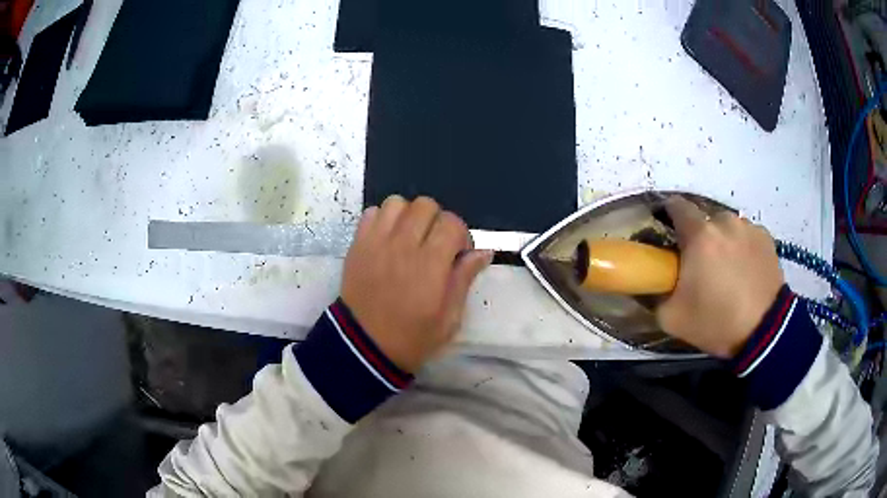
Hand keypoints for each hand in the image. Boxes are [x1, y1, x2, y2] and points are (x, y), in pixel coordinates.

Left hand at [341, 196, 492, 372]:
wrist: (364, 347)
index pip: (452, 223)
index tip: (457, 254)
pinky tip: (387, 239)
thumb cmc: (412, 337)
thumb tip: (484, 252)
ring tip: (409, 238)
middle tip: (434, 244)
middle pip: (426, 205)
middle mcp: (403, 245)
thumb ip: (465, 279)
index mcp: (430, 264)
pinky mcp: (357, 244)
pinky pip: (372, 212)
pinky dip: (384, 219)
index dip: (461, 235)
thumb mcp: (449, 318)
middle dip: (437, 221)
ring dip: (409, 216)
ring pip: (397, 203)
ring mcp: (376, 242)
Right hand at [656, 196, 784, 357]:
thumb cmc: (717, 322)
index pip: (676, 206)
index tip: (668, 231)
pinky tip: (746, 271)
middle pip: (704, 219)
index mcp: (699, 236)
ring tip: (727, 269)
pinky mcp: (766, 237)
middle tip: (700, 263)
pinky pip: (746, 235)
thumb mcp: (672, 318)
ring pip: (727, 226)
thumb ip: (657, 293)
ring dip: (722, 240)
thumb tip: (654, 282)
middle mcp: (724, 222)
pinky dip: (742, 247)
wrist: (764, 332)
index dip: (668, 214)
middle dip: (699, 236)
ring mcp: (748, 227)